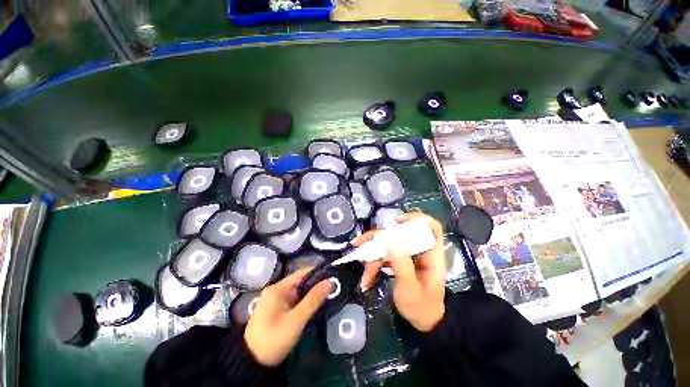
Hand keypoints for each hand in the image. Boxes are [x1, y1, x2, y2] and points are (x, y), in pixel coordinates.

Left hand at [244, 268, 331, 365]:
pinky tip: (315, 305)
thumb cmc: (273, 339)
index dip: (318, 273)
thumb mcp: (296, 320)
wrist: (251, 364)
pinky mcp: (276, 309)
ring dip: (311, 294)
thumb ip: (313, 300)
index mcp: (278, 288)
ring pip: (298, 292)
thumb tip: (330, 281)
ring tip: (329, 295)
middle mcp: (276, 290)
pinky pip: (294, 300)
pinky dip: (304, 302)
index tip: (333, 276)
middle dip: (316, 285)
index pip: (302, 273)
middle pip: (300, 281)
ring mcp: (276, 300)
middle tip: (333, 289)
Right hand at [351, 212, 446, 331]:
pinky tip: (367, 279)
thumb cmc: (422, 307)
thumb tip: (391, 242)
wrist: (423, 322)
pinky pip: (384, 255)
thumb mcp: (411, 290)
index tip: (397, 222)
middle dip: (377, 239)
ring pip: (387, 245)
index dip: (416, 218)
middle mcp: (418, 250)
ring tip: (364, 275)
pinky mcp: (399, 260)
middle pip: (398, 234)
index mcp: (431, 255)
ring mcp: (407, 254)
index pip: (431, 227)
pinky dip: (374, 265)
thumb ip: (402, 266)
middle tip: (359, 244)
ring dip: (372, 256)